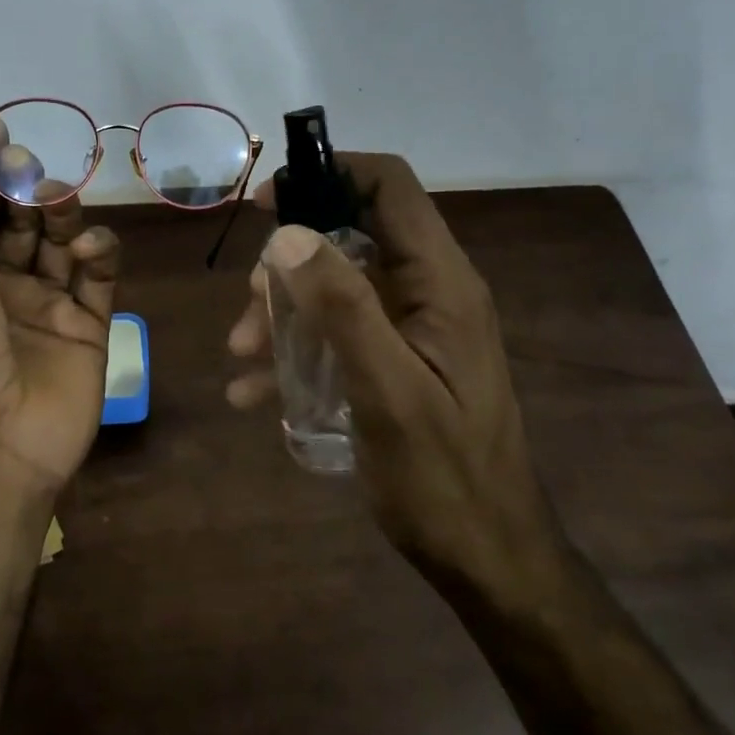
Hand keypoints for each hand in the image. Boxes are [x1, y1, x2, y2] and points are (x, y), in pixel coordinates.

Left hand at [0, 109, 120, 498]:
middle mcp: (0, 286)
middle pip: (19, 220)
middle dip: (24, 189)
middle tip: (30, 167)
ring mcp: (47, 305)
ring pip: (61, 242)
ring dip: (62, 215)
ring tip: (59, 202)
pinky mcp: (89, 325)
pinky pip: (98, 277)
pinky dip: (98, 253)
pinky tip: (89, 248)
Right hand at [226, 153, 562, 590]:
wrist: (490, 561)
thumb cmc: (443, 479)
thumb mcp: (386, 391)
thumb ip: (343, 307)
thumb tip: (287, 232)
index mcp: (442, 283)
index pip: (390, 187)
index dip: (329, 174)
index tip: (267, 202)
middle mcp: (432, 291)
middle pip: (353, 235)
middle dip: (291, 262)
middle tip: (249, 304)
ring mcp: (416, 326)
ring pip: (338, 284)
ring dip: (285, 309)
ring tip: (244, 353)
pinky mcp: (401, 358)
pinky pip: (341, 331)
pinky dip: (299, 347)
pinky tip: (256, 391)